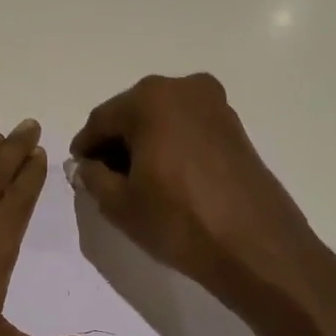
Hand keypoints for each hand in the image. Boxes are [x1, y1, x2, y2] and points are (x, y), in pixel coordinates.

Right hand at [69, 73, 327, 304]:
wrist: (256, 246)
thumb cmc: (179, 220)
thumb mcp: (120, 204)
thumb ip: (93, 178)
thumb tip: (86, 166)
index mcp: (150, 99)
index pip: (101, 120)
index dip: (86, 147)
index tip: (79, 171)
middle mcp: (183, 89)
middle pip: (133, 113)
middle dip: (116, 143)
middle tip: (105, 177)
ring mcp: (215, 105)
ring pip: (162, 119)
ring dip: (144, 143)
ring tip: (137, 182)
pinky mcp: (235, 126)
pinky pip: (188, 128)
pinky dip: (171, 145)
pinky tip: (166, 177)